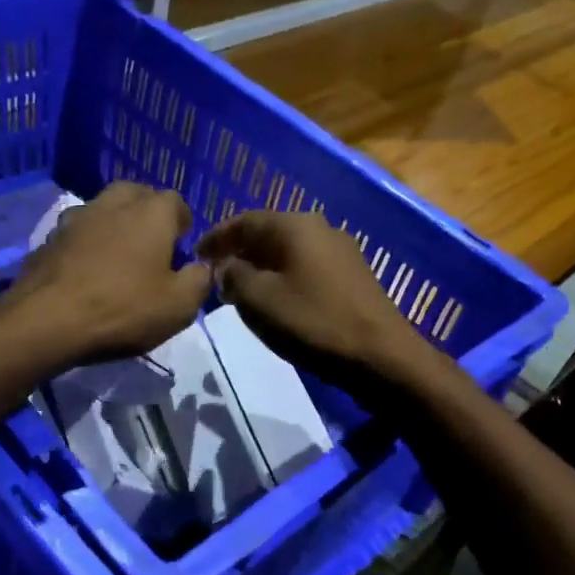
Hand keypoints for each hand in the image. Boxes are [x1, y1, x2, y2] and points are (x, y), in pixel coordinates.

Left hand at [0, 182, 210, 366]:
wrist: (47, 321)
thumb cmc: (124, 309)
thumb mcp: (179, 305)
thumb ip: (198, 281)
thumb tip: (201, 267)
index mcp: (151, 213)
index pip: (175, 201)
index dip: (182, 222)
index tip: (182, 244)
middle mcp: (112, 204)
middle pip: (135, 194)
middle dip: (147, 212)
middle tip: (152, 243)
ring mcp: (75, 218)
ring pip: (102, 210)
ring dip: (113, 225)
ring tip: (118, 256)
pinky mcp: (48, 240)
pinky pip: (77, 234)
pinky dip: (86, 245)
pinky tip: (87, 272)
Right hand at [195, 211, 437, 399]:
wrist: (379, 354)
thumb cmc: (313, 322)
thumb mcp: (259, 300)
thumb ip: (233, 276)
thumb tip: (226, 267)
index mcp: (295, 225)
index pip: (244, 221)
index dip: (217, 237)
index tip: (195, 255)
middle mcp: (320, 228)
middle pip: (268, 233)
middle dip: (239, 251)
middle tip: (215, 273)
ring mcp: (340, 252)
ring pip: (288, 252)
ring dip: (261, 266)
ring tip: (240, 289)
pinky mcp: (352, 276)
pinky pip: (306, 267)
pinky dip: (283, 277)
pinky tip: (276, 299)